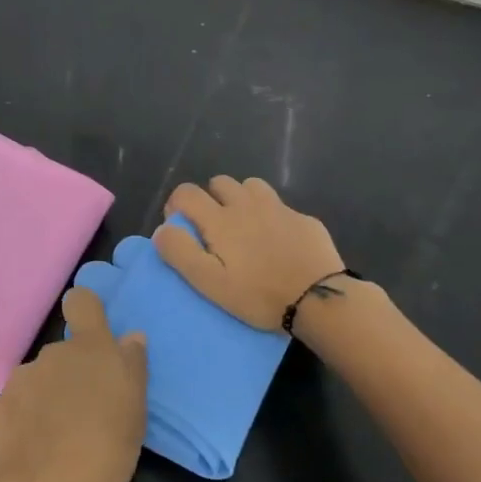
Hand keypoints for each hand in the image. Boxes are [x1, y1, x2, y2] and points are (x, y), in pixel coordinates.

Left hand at [0, 286, 147, 481]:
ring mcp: (18, 382)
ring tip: (56, 437)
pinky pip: (15, 407)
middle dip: (70, 374)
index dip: (86, 309)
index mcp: (89, 348)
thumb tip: (129, 337)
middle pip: (62, 353)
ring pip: (37, 380)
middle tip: (84, 412)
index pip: (82, 302)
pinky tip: (32, 451)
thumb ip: (132, 365)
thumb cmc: (107, 450)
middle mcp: (50, 355)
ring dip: (46, 397)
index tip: (90, 330)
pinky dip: (23, 422)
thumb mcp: (136, 409)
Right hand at [155, 176, 344, 332]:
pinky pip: (280, 206)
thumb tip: (162, 230)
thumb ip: (181, 253)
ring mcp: (279, 208)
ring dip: (241, 199)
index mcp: (220, 219)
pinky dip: (270, 216)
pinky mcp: (304, 219)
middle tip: (214, 230)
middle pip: (220, 182)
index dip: (176, 205)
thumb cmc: (258, 295)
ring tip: (244, 227)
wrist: (318, 299)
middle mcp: (247, 204)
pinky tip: (277, 241)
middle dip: (210, 199)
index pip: (187, 192)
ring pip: (251, 186)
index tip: (181, 227)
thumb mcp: (210, 283)